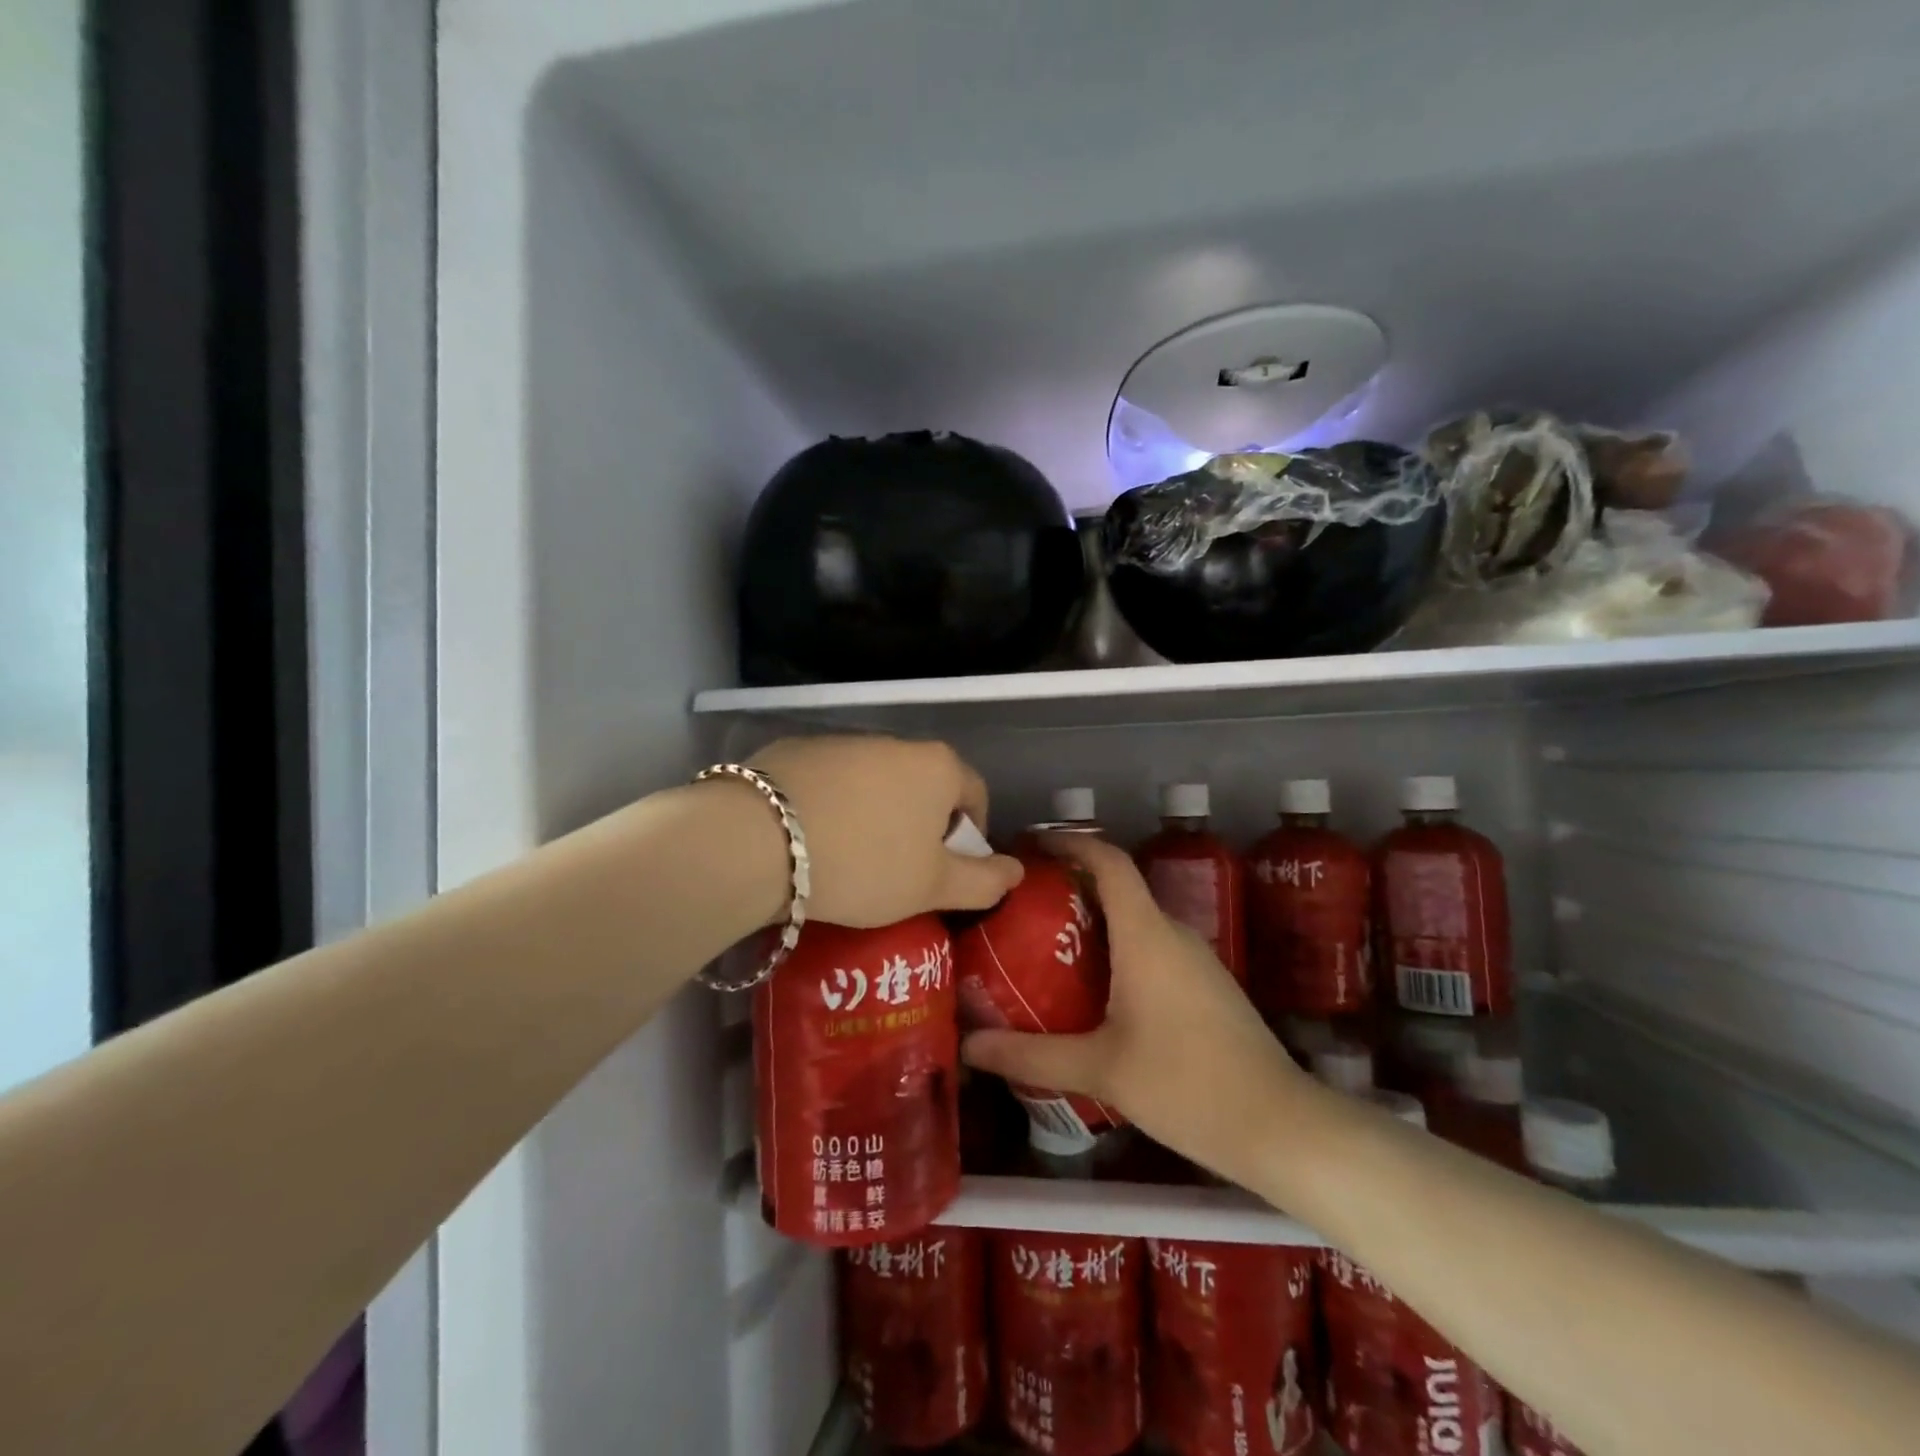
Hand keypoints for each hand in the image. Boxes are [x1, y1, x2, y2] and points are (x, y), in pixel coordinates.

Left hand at [747, 736, 1024, 928]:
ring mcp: (841, 741)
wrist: (757, 841)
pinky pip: (829, 782)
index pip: (975, 795)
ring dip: (873, 815)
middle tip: (898, 872)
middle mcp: (894, 742)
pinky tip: (808, 841)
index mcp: (937, 766)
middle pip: (923, 785)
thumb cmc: (863, 865)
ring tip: (848, 860)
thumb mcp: (932, 886)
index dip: (969, 837)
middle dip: (919, 826)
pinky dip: (830, 806)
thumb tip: (1017, 872)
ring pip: (874, 782)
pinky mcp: (794, 750)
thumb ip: (984, 882)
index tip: (945, 871)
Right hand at [961, 831, 1305, 1186]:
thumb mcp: (1099, 1069)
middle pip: (1118, 889)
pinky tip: (1094, 993)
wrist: (1279, 1127)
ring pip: (1136, 922)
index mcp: (1146, 934)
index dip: (1071, 842)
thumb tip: (969, 1045)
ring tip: (1046, 949)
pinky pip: (1153, 949)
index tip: (1032, 844)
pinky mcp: (1207, 987)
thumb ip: (1030, 1055)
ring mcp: (1196, 960)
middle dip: (1070, 888)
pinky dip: (1118, 952)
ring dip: (1094, 924)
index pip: (1109, 862)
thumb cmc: (1185, 1084)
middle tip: (1021, 908)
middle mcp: (1173, 934)